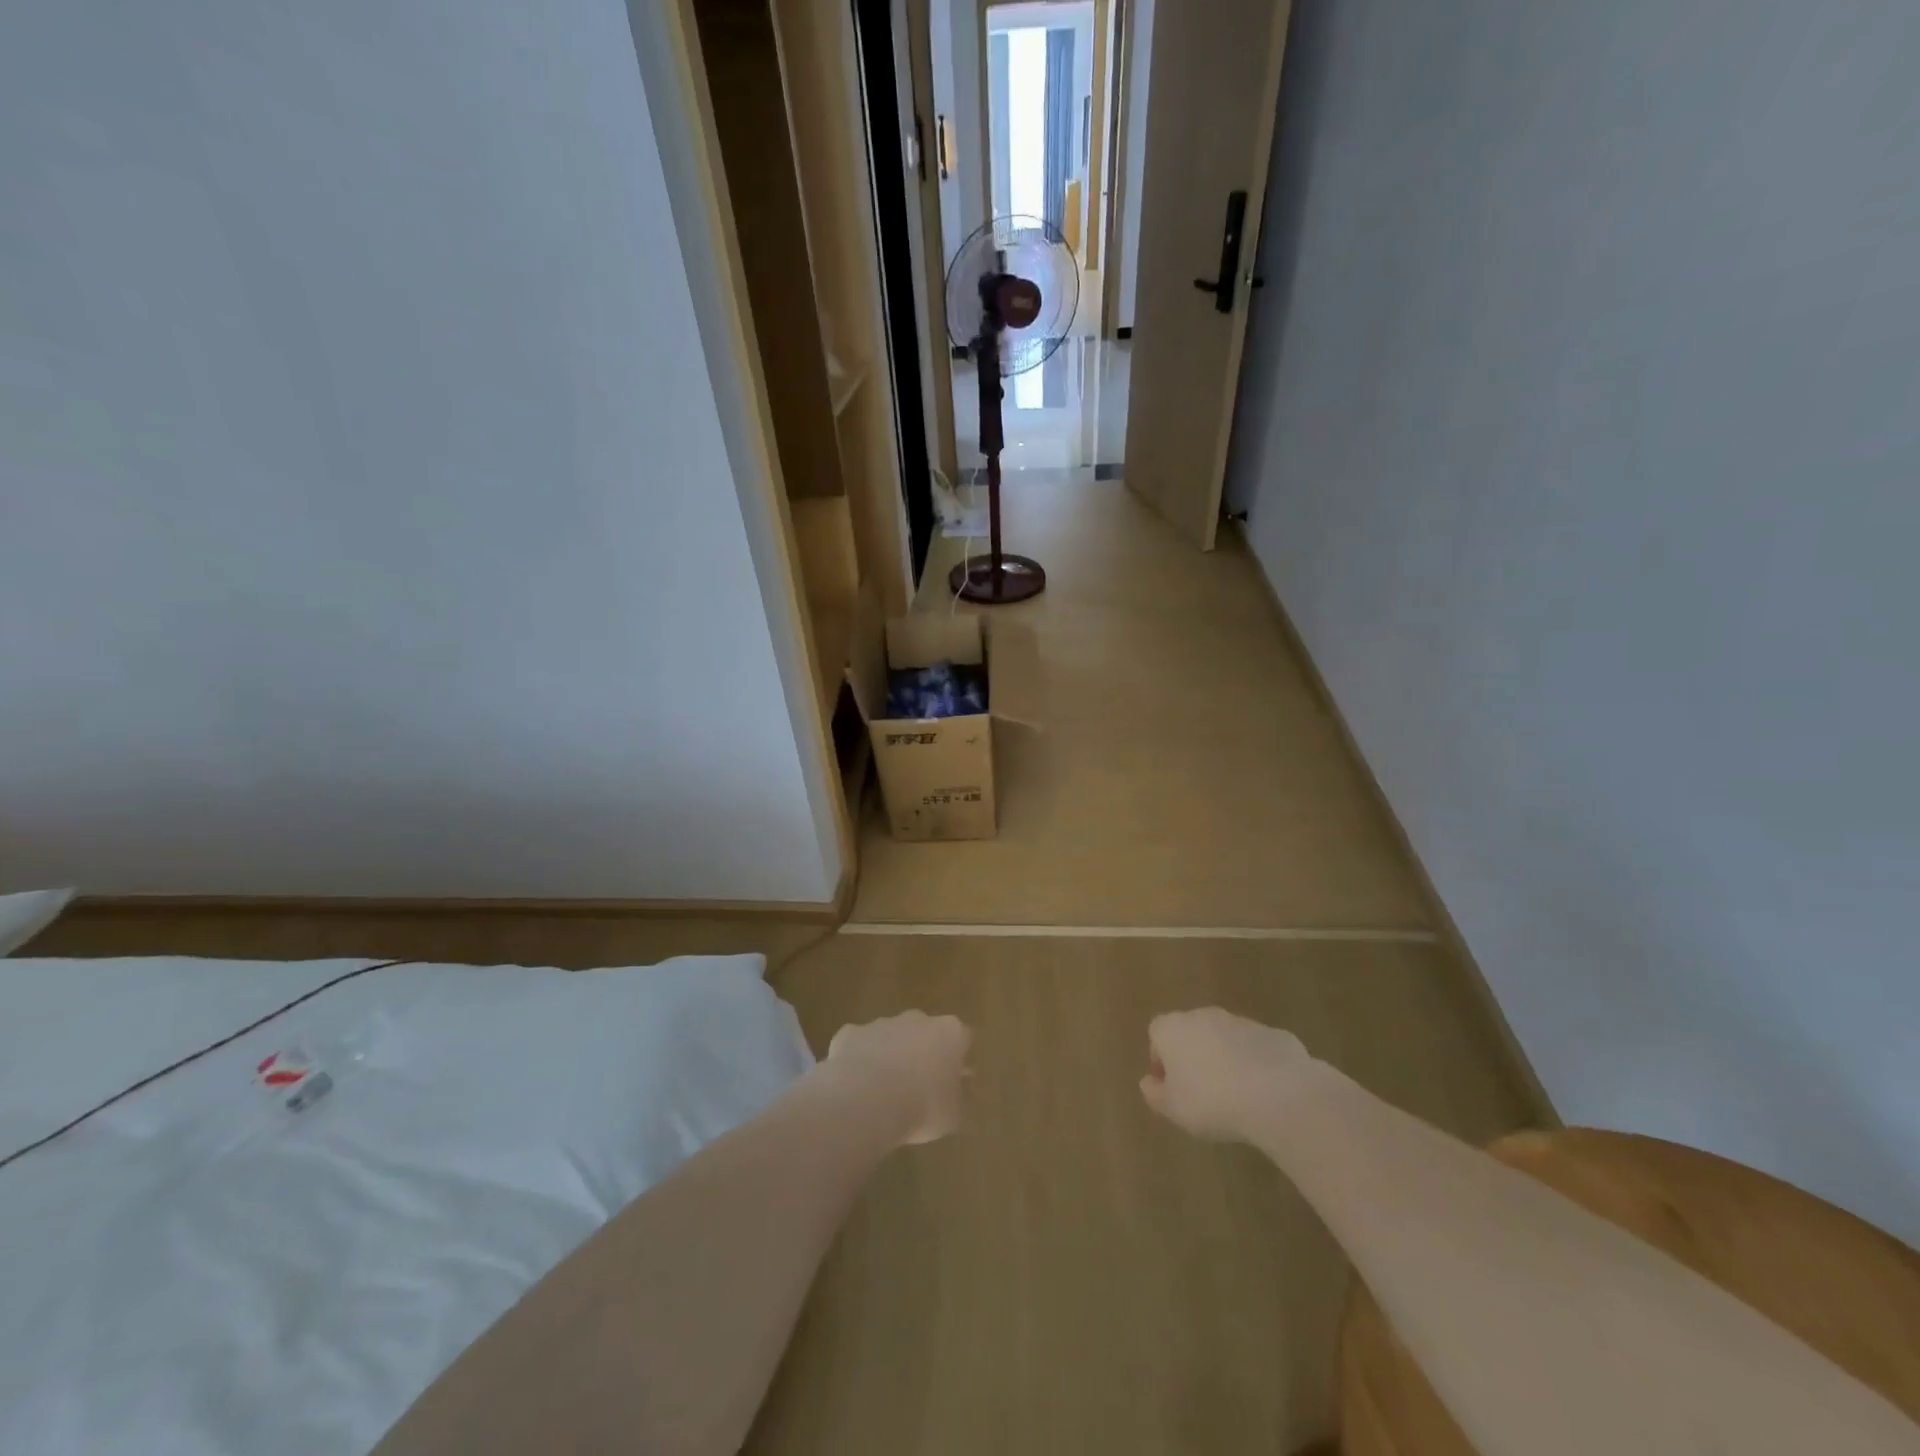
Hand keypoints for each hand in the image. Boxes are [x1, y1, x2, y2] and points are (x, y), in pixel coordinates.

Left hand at [827, 1011, 971, 1144]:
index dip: (958, 1060)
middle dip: (922, 1052)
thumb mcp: (953, 1115)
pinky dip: (859, 1061)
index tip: (954, 1080)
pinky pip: (859, 1045)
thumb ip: (958, 1097)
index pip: (962, 1038)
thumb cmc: (922, 1107)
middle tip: (918, 1086)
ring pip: (890, 1036)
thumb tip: (959, 1088)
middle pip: (925, 1032)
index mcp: (949, 1033)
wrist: (868, 1100)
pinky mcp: (851, 1032)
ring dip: (890, 1056)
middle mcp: (918, 1019)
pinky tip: (856, 1088)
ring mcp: (882, 1023)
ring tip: (884, 1092)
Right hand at [1140, 1007, 1312, 1142]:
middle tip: (1201, 1092)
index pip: (1156, 1034)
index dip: (1161, 1060)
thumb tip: (1148, 1082)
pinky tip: (1265, 1094)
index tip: (1171, 1088)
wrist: (1279, 1095)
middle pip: (1191, 1031)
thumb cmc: (1212, 1102)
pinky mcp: (1273, 1034)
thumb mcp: (1173, 1109)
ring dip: (1225, 1059)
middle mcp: (1203, 1016)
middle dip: (1193, 1056)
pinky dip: (1256, 1065)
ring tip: (1236, 1096)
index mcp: (1173, 1028)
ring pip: (1225, 1038)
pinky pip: (1256, 1049)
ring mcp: (1241, 1021)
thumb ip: (1155, 1094)